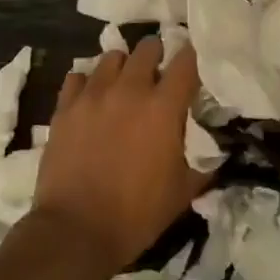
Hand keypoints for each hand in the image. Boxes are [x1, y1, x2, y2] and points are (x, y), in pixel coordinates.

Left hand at [31, 38, 209, 275]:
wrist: (75, 232)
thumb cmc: (136, 214)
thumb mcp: (182, 192)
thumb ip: (201, 164)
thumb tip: (214, 155)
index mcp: (164, 106)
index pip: (186, 61)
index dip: (193, 58)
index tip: (193, 65)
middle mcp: (130, 89)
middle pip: (147, 47)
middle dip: (156, 55)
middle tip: (157, 74)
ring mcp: (94, 95)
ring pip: (112, 57)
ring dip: (122, 67)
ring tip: (122, 85)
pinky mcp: (65, 107)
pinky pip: (77, 77)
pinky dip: (87, 83)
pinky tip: (90, 99)